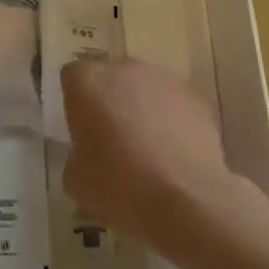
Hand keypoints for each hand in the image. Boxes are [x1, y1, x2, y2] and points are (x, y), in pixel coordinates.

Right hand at [60, 57, 237, 251]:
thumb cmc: (117, 185)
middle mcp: (125, 68)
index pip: (72, 78)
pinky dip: (172, 120)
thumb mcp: (75, 177)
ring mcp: (165, 79)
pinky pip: (175, 103)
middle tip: (113, 138)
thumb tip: (92, 152)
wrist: (184, 200)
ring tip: (148, 148)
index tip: (82, 130)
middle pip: (111, 76)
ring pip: (145, 87)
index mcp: (87, 81)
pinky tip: (174, 153)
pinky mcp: (196, 98)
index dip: (76, 103)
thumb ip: (78, 152)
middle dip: (110, 100)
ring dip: (142, 107)